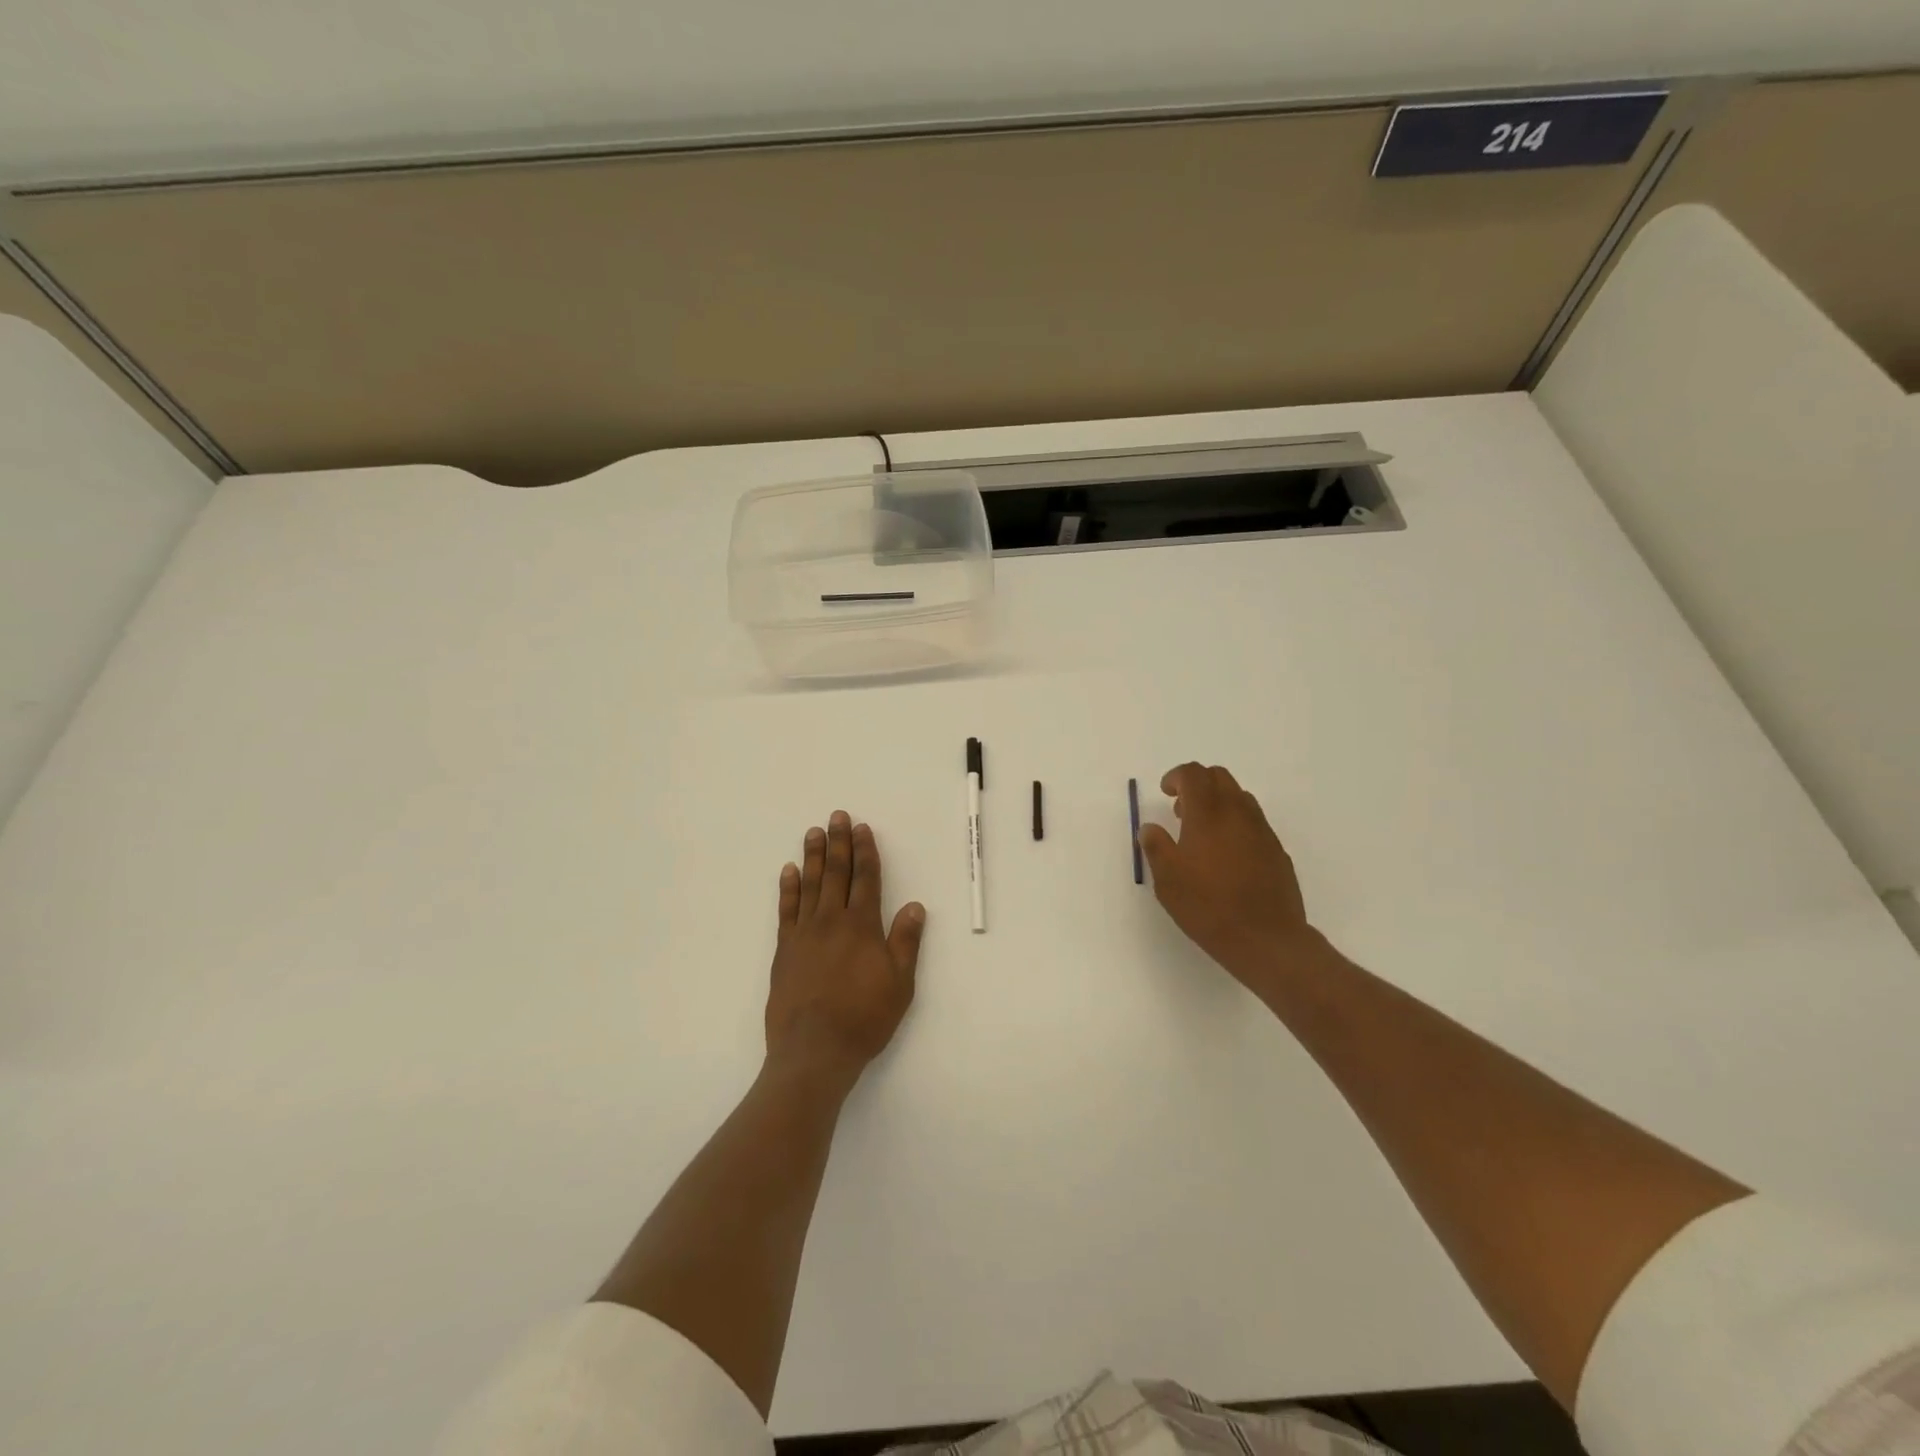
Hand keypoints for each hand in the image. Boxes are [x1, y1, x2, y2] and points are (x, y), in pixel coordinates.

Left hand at [766, 811, 924, 1090]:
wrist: (814, 1049)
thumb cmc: (864, 1017)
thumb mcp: (899, 983)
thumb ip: (905, 942)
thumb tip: (914, 906)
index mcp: (862, 926)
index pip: (866, 879)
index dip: (865, 852)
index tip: (862, 829)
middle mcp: (832, 921)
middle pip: (836, 874)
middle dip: (839, 843)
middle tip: (837, 816)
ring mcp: (804, 933)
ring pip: (810, 885)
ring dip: (813, 857)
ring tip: (813, 833)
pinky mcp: (784, 950)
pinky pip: (786, 910)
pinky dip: (788, 888)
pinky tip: (789, 871)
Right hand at [1138, 763, 1327, 994]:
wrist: (1267, 939)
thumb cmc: (1208, 906)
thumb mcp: (1167, 880)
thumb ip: (1156, 847)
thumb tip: (1150, 828)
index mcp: (1208, 814)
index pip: (1193, 774)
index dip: (1176, 776)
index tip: (1165, 793)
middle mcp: (1238, 813)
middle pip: (1219, 777)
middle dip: (1198, 784)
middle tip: (1181, 810)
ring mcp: (1262, 831)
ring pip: (1239, 797)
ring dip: (1218, 802)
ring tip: (1202, 833)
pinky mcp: (1277, 850)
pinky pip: (1254, 822)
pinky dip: (1235, 824)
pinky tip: (1226, 856)